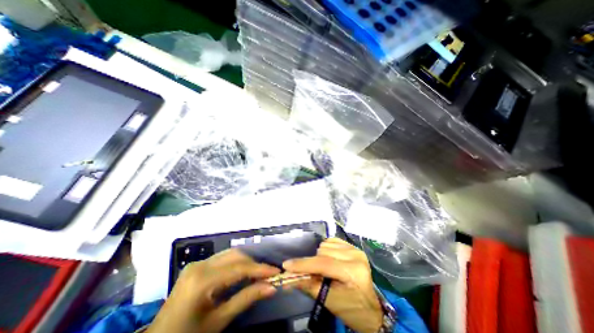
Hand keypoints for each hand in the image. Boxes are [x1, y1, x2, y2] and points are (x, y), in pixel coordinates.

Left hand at [147, 248, 279, 332]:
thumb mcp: (219, 321)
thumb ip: (246, 299)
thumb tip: (271, 287)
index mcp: (202, 280)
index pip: (239, 268)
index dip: (260, 269)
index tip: (276, 271)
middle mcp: (200, 265)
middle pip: (236, 255)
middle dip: (254, 263)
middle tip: (268, 273)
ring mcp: (197, 263)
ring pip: (230, 254)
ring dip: (246, 261)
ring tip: (258, 272)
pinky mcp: (197, 265)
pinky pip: (223, 258)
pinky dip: (236, 263)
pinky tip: (243, 272)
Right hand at [282, 237, 379, 332]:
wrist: (370, 310)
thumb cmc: (351, 309)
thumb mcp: (329, 300)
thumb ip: (308, 284)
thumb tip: (289, 276)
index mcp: (353, 271)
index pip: (323, 263)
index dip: (304, 264)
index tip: (287, 265)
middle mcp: (355, 255)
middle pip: (323, 252)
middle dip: (313, 263)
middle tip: (312, 275)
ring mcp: (355, 249)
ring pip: (326, 244)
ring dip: (319, 256)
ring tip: (324, 269)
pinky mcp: (353, 247)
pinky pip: (332, 241)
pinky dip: (326, 249)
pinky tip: (329, 259)